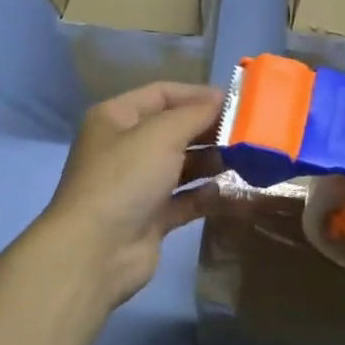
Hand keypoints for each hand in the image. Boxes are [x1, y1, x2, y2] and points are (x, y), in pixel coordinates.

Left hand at [33, 81, 223, 310]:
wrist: (96, 250)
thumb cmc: (125, 178)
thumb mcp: (160, 134)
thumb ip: (195, 114)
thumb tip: (220, 99)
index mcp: (115, 118)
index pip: (161, 94)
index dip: (197, 94)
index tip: (236, 101)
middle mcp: (124, 147)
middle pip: (173, 129)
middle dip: (208, 129)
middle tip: (248, 132)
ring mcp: (137, 184)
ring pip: (181, 166)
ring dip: (211, 161)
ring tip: (246, 159)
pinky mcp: (151, 217)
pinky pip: (185, 200)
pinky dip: (205, 195)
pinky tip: (228, 191)